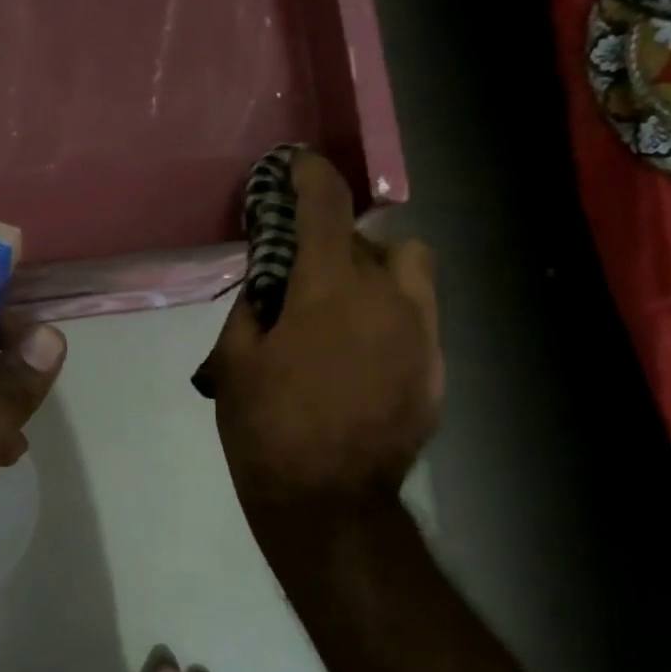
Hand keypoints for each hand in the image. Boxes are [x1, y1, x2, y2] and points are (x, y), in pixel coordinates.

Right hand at [198, 150, 441, 532]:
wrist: (328, 505)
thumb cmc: (267, 429)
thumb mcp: (235, 361)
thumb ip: (252, 306)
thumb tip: (269, 282)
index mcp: (330, 290)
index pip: (326, 205)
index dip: (309, 174)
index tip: (295, 166)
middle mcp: (387, 297)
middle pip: (368, 238)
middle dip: (333, 241)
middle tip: (301, 271)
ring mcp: (421, 334)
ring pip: (410, 268)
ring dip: (376, 269)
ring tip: (342, 306)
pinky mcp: (435, 368)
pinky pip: (417, 316)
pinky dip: (390, 315)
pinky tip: (360, 355)